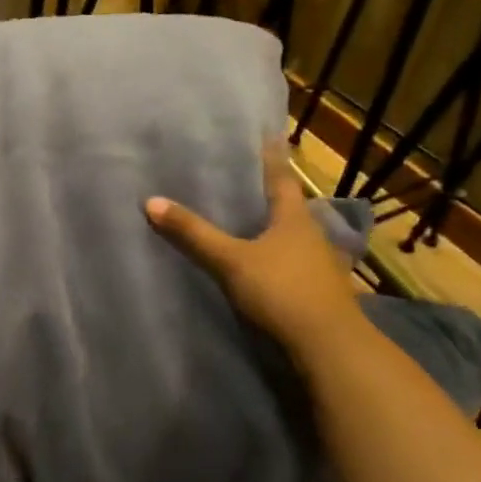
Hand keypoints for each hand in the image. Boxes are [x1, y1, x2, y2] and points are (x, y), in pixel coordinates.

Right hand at [145, 138, 361, 356]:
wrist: (329, 346)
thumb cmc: (282, 290)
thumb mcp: (230, 260)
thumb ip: (194, 233)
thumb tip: (151, 201)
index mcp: (294, 219)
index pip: (281, 179)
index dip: (273, 158)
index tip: (271, 135)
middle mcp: (312, 236)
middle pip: (290, 207)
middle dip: (271, 194)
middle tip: (248, 179)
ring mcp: (320, 266)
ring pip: (294, 238)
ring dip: (276, 229)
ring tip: (252, 221)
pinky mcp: (319, 293)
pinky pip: (294, 264)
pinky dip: (279, 258)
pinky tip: (265, 264)